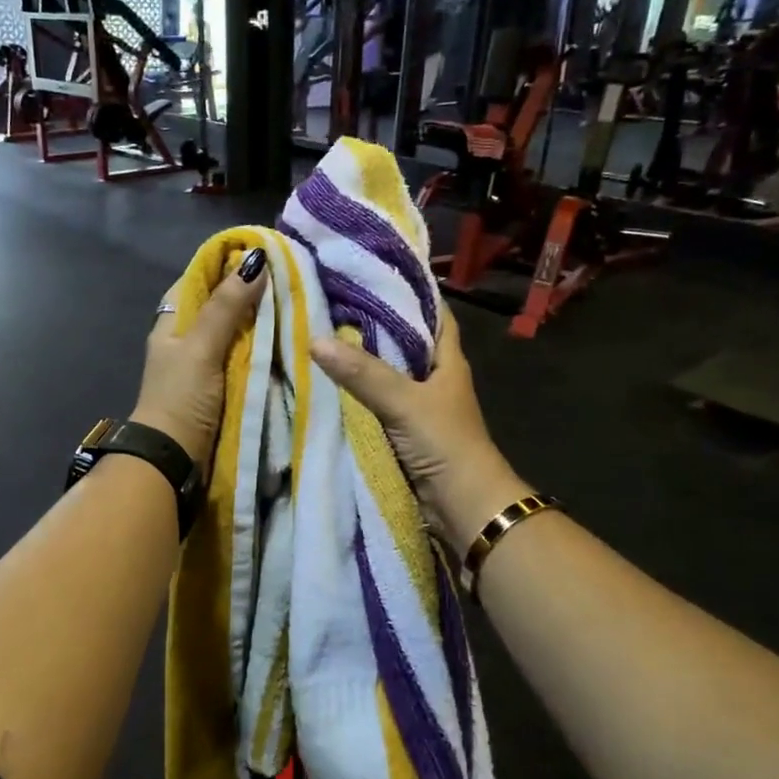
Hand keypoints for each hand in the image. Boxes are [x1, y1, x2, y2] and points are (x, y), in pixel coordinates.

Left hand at [131, 248, 268, 466]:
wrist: (174, 457)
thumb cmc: (181, 397)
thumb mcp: (201, 346)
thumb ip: (226, 307)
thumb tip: (255, 260)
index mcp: (173, 322)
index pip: (198, 279)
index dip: (224, 263)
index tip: (260, 252)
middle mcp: (188, 338)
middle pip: (220, 304)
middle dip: (249, 292)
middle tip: (288, 277)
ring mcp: (206, 363)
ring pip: (236, 331)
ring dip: (260, 320)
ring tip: (296, 301)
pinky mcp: (222, 386)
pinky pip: (245, 356)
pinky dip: (263, 347)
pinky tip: (288, 338)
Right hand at [311, 307, 526, 554]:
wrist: (463, 506)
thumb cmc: (445, 443)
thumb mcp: (404, 401)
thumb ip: (363, 373)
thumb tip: (316, 339)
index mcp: (448, 360)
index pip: (433, 313)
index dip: (410, 291)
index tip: (374, 272)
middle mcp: (435, 377)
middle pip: (404, 341)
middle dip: (373, 323)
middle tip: (332, 301)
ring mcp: (419, 406)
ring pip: (387, 373)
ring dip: (361, 361)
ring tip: (321, 334)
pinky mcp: (404, 431)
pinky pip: (376, 403)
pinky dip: (356, 394)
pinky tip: (328, 383)